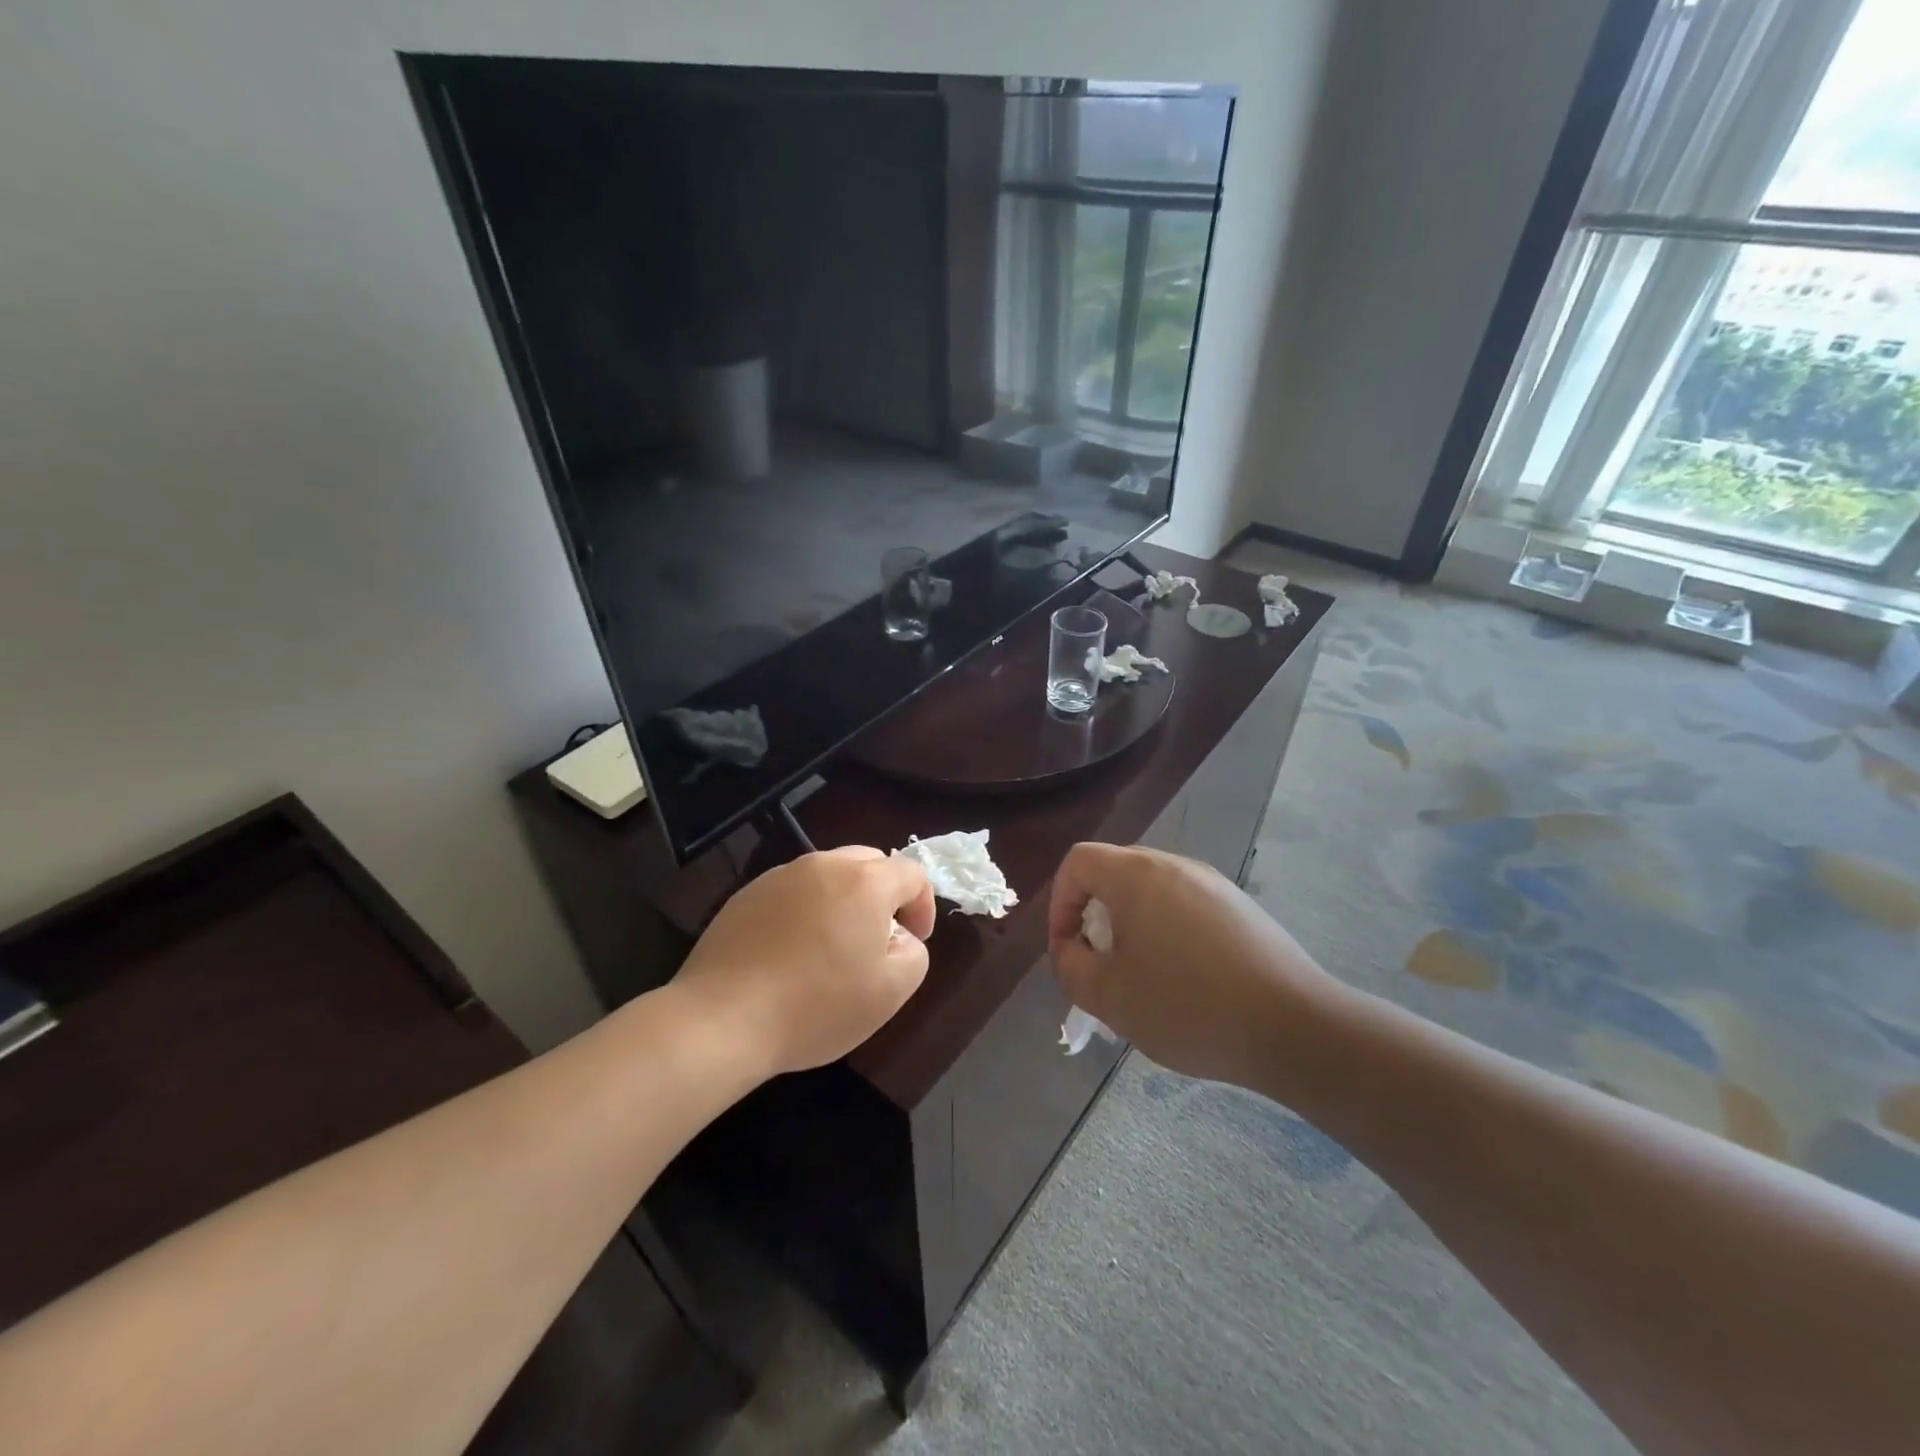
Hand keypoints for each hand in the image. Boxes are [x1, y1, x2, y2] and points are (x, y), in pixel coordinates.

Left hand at [671, 847, 935, 1077]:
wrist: (722, 1019)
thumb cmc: (816, 1006)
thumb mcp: (891, 991)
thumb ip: (913, 953)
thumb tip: (897, 936)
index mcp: (864, 881)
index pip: (912, 873)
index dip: (922, 907)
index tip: (913, 943)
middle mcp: (823, 865)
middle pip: (869, 864)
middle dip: (883, 897)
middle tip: (875, 942)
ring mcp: (779, 876)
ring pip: (828, 876)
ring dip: (842, 902)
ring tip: (831, 950)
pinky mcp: (746, 895)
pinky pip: (792, 893)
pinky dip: (804, 912)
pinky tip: (790, 955)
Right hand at [1047, 843, 1338, 1090]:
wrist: (1295, 1027)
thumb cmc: (1190, 1006)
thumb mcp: (1111, 997)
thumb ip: (1071, 968)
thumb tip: (1069, 950)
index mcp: (1137, 875)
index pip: (1078, 861)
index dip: (1059, 901)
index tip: (1067, 948)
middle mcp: (1174, 866)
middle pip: (1114, 871)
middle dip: (1093, 914)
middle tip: (1098, 963)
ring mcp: (1212, 883)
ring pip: (1150, 890)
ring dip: (1130, 924)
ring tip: (1140, 976)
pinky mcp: (1240, 907)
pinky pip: (1184, 905)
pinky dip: (1166, 930)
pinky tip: (1184, 979)